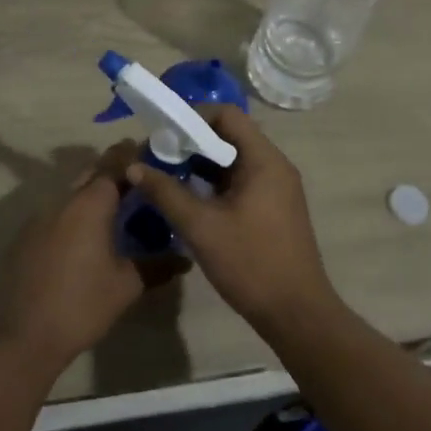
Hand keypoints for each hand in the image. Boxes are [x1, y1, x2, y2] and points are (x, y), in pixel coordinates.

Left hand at [2, 142, 177, 374]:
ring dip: (93, 194)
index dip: (131, 154)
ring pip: (72, 193)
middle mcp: (64, 199)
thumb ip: (158, 265)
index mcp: (91, 203)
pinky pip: (57, 213)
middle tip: (137, 182)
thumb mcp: (128, 285)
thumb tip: (185, 258)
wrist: (27, 335)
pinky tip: (84, 237)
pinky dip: (74, 214)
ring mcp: (40, 216)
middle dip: (113, 172)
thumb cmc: (83, 304)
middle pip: (91, 173)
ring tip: (115, 210)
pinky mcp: (26, 235)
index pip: (114, 163)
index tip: (150, 152)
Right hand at [124, 105, 335, 334]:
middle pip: (230, 135)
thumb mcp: (201, 227)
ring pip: (234, 160)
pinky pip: (241, 180)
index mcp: (264, 159)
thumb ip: (166, 192)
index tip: (163, 134)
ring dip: (201, 164)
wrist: (297, 315)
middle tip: (159, 157)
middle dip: (192, 142)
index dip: (193, 117)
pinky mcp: (274, 208)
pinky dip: (215, 183)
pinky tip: (190, 199)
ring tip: (168, 177)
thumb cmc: (251, 263)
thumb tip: (134, 166)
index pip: (227, 115)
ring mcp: (277, 187)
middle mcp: (275, 165)